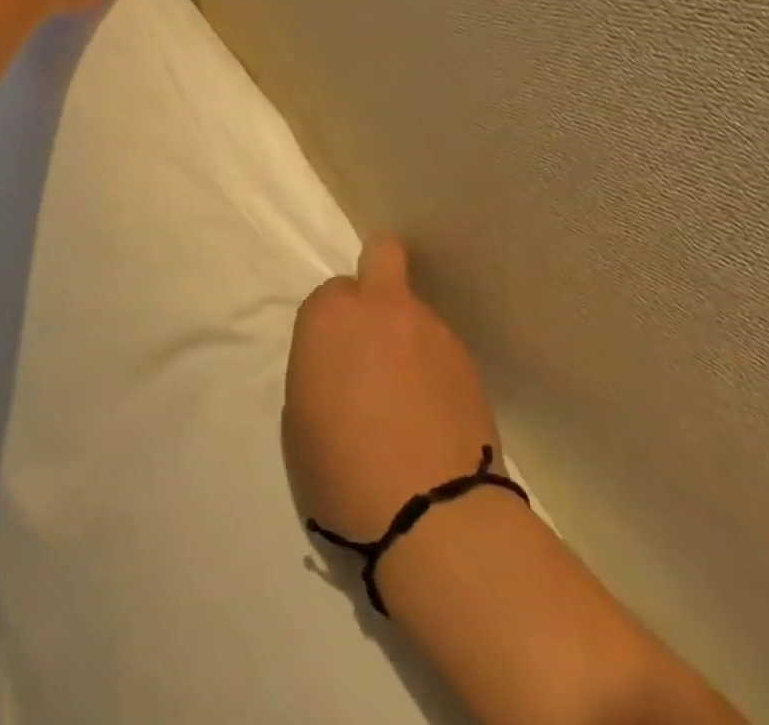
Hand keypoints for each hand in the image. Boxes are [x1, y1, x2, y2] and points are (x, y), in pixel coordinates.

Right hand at [283, 237, 504, 543]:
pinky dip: (435, 369)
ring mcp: (432, 329)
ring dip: (408, 336)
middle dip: (378, 271)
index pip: (330, 293)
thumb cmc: (342, 471)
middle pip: (383, 254)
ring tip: (410, 397)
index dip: (332, 324)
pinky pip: (441, 349)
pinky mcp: (469, 360)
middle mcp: (382, 307)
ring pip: (415, 312)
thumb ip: (318, 371)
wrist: (432, 515)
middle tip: (376, 325)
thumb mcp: (300, 420)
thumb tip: (342, 367)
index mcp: (331, 316)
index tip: (334, 360)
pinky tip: (434, 415)